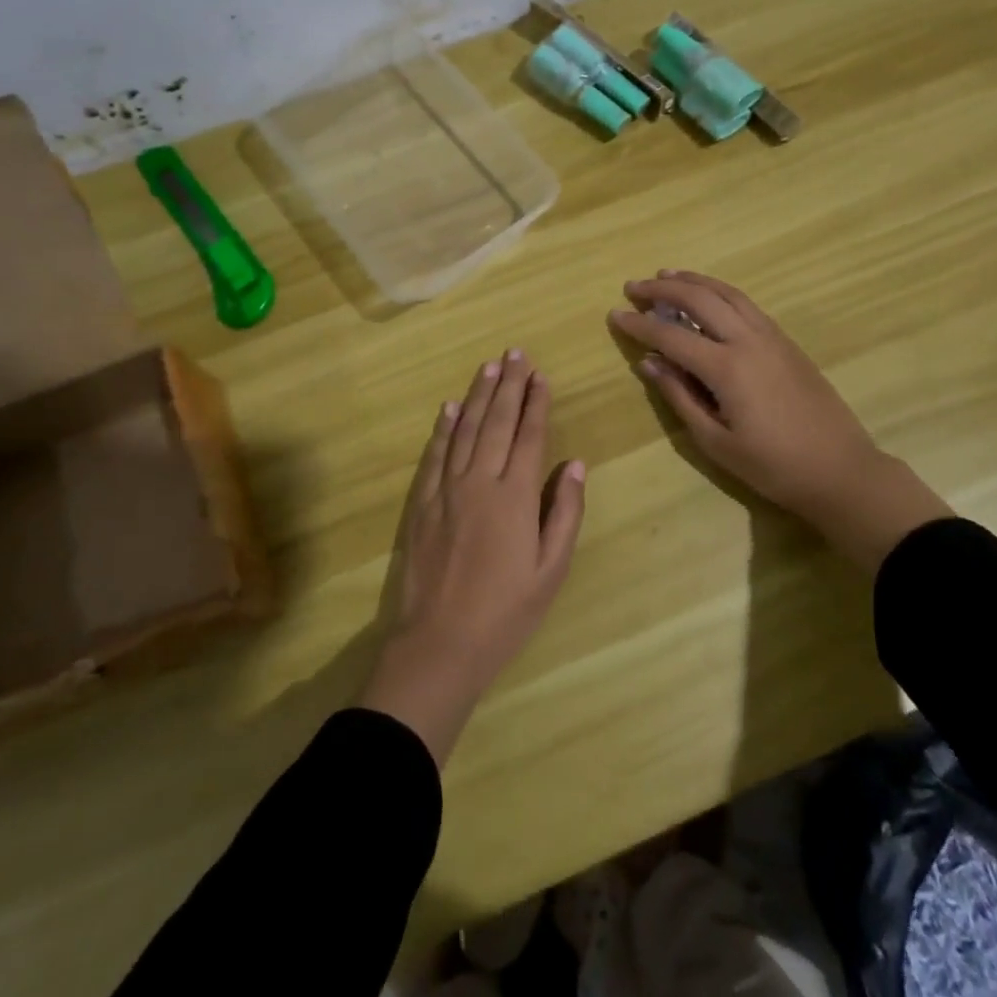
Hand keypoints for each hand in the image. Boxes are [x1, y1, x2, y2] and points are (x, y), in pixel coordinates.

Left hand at [358, 350, 586, 764]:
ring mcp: (446, 490)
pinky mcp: (422, 503)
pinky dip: (443, 428)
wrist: (439, 643)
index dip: (536, 403)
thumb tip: (575, 464)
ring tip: (489, 367)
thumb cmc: (505, 612)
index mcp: (515, 496)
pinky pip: (434, 454)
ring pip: (464, 430)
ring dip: (478, 395)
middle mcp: (479, 482)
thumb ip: (564, 513)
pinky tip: (450, 408)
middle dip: (509, 386)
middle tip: (516, 354)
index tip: (540, 375)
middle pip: (496, 423)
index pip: (528, 436)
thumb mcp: (551, 570)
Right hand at [607, 271, 951, 571]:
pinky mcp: (787, 342)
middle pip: (700, 298)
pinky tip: (708, 296)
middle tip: (634, 287)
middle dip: (663, 289)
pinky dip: (720, 291)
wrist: (841, 470)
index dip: (639, 324)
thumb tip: (648, 363)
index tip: (614, 314)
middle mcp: (749, 340)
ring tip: (666, 275)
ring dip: (694, 280)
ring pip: (727, 292)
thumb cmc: (773, 466)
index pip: (671, 335)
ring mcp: (772, 337)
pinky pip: (746, 304)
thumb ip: (679, 396)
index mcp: (728, 368)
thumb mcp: (716, 441)